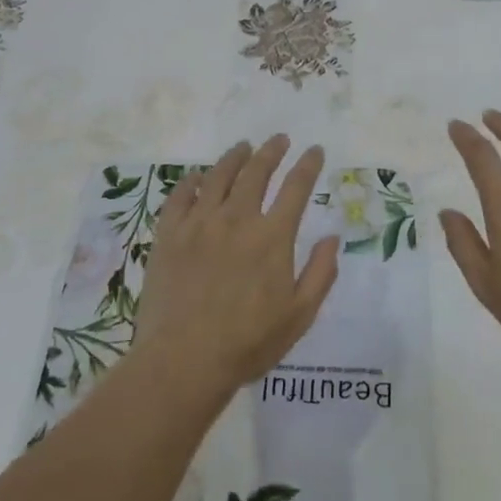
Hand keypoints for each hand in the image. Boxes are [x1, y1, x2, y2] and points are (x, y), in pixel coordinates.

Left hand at [134, 136, 340, 396]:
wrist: (184, 360)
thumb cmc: (248, 343)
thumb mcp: (299, 315)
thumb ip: (321, 273)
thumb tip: (331, 238)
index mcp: (272, 237)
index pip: (295, 188)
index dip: (308, 165)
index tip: (315, 150)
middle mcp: (236, 219)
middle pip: (256, 172)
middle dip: (271, 151)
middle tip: (279, 139)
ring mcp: (199, 224)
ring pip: (219, 176)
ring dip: (235, 157)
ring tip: (243, 147)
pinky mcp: (169, 235)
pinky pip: (181, 196)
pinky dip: (193, 181)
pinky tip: (199, 177)